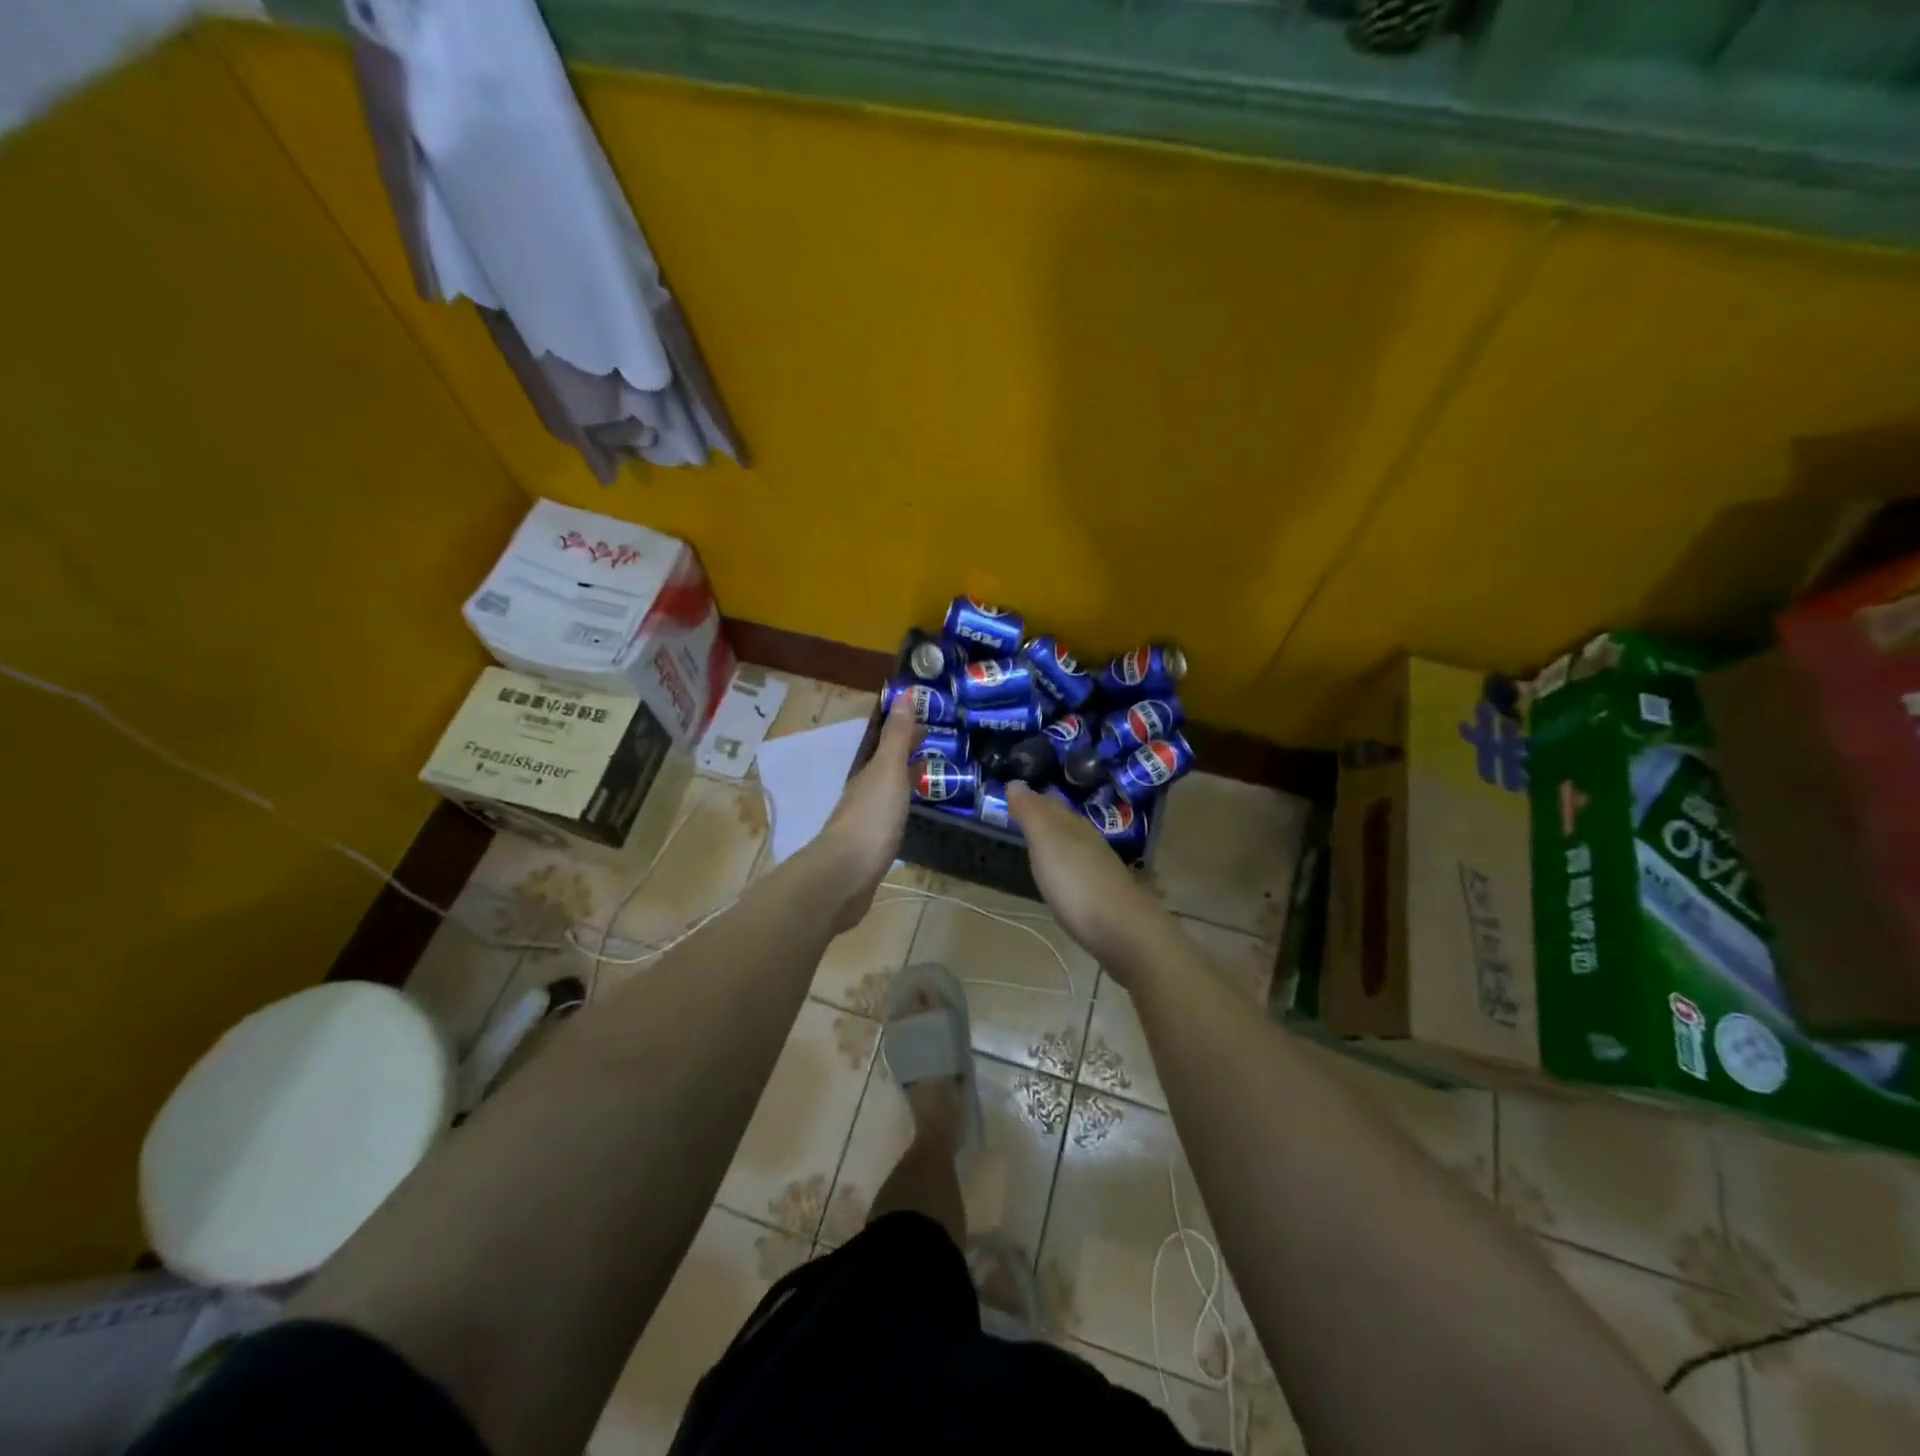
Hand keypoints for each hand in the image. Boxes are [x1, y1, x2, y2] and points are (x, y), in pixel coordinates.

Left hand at [814, 702, 922, 932]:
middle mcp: (864, 793)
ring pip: (888, 792)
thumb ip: (896, 736)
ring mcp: (866, 821)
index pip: (889, 744)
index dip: (907, 731)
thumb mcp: (888, 770)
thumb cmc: (871, 818)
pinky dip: (903, 808)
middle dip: (908, 755)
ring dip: (906, 781)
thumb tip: (902, 693)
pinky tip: (913, 816)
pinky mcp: (871, 848)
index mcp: (869, 773)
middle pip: (888, 767)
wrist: (846, 875)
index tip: (930, 722)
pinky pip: (891, 818)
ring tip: (931, 778)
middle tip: (937, 748)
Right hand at [1006, 782, 1163, 976]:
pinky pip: (1079, 871)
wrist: (1123, 932)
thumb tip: (1015, 782)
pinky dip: (1066, 868)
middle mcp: (1089, 842)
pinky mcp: (1104, 896)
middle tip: (1021, 817)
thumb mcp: (1046, 842)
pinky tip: (1060, 879)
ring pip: (1074, 846)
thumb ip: (1031, 813)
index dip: (1032, 798)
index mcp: (1074, 826)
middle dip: (1045, 817)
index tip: (1013, 795)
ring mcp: (1099, 869)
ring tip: (1037, 846)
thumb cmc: (1076, 883)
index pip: (1050, 803)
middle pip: (1064, 822)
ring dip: (1056, 843)